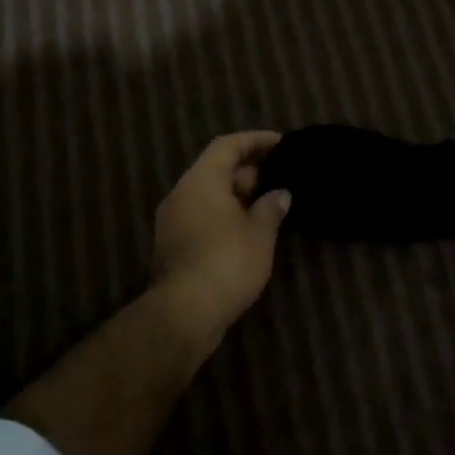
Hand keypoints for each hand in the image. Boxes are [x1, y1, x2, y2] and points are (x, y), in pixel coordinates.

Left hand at [149, 131, 290, 347]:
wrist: (184, 313)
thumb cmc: (227, 263)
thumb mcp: (259, 234)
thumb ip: (271, 207)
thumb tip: (280, 193)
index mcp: (201, 181)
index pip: (227, 146)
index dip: (255, 140)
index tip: (282, 143)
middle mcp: (181, 193)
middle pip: (215, 169)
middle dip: (249, 170)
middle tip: (280, 176)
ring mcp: (173, 220)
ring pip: (208, 195)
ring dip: (237, 195)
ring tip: (269, 203)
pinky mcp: (173, 245)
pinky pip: (202, 215)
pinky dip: (225, 214)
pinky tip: (248, 229)